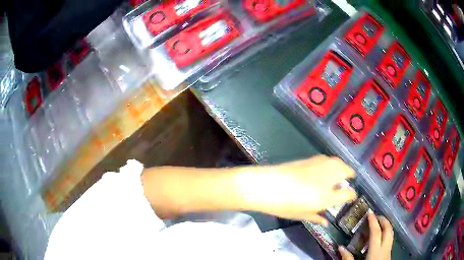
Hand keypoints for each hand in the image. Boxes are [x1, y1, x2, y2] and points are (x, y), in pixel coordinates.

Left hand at [239, 155, 356, 225]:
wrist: (266, 185)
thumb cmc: (283, 205)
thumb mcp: (301, 215)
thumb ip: (317, 217)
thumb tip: (326, 222)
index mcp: (327, 196)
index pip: (348, 194)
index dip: (352, 196)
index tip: (352, 197)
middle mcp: (328, 179)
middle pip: (347, 173)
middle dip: (350, 177)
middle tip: (348, 183)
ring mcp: (320, 166)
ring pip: (339, 163)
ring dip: (343, 168)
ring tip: (340, 174)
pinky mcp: (311, 159)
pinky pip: (328, 159)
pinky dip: (332, 163)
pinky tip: (326, 169)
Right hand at [339, 210, 393, 259]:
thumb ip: (347, 259)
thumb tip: (340, 247)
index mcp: (376, 252)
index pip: (376, 232)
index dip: (373, 221)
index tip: (370, 212)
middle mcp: (385, 249)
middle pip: (388, 230)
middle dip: (383, 220)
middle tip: (375, 216)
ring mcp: (388, 252)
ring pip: (391, 234)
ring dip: (386, 226)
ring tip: (378, 225)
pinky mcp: (388, 255)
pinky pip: (389, 240)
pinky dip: (385, 235)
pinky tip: (379, 239)